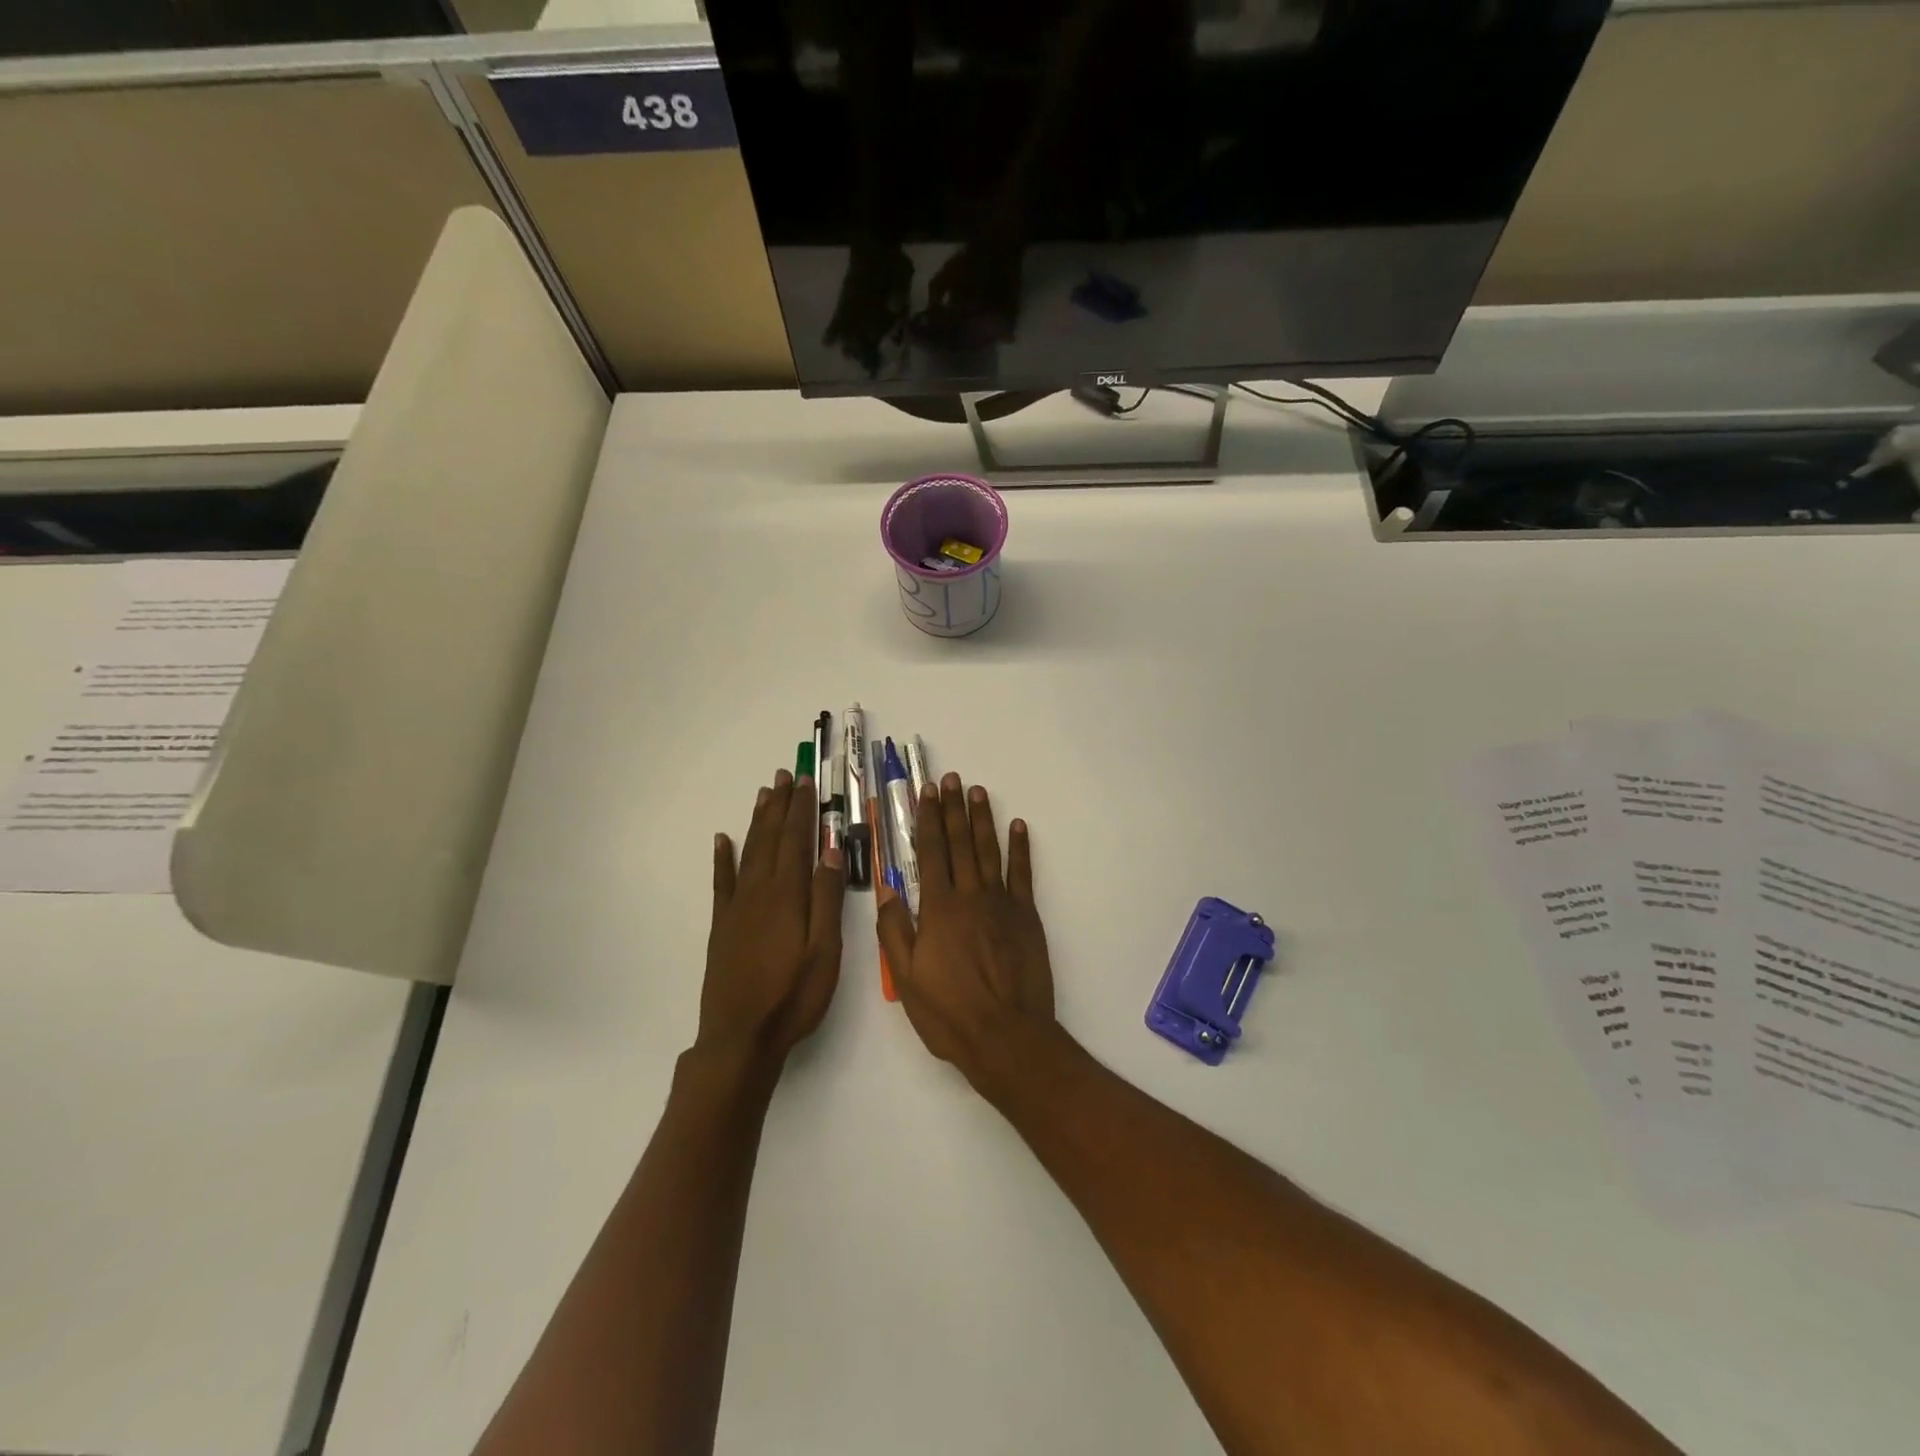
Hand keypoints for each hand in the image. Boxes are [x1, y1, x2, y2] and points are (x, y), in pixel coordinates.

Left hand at [701, 770, 844, 1066]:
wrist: (741, 1037)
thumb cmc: (793, 996)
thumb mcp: (824, 950)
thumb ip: (826, 898)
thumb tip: (830, 850)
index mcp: (787, 895)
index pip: (796, 840)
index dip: (802, 810)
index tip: (806, 782)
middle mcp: (759, 892)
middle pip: (771, 838)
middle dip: (779, 805)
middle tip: (785, 775)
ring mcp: (737, 908)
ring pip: (748, 852)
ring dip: (757, 821)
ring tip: (764, 794)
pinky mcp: (722, 925)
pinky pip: (722, 882)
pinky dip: (722, 858)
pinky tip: (722, 840)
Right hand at [877, 773, 1056, 1093]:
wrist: (1006, 1036)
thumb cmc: (949, 1012)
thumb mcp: (906, 977)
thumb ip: (894, 928)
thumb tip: (886, 886)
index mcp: (938, 909)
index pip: (930, 853)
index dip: (927, 820)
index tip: (926, 793)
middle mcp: (969, 896)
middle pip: (960, 843)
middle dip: (953, 809)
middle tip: (951, 779)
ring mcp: (1001, 903)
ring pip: (990, 851)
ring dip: (983, 819)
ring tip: (978, 791)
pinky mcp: (1026, 916)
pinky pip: (1023, 874)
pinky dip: (1020, 848)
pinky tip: (1018, 826)